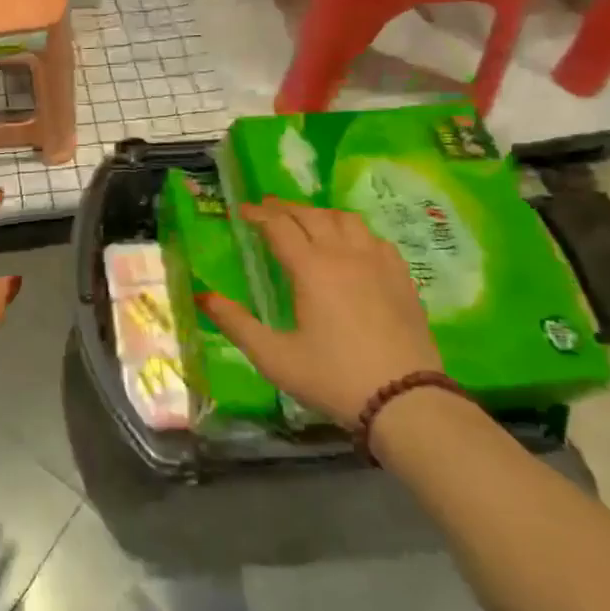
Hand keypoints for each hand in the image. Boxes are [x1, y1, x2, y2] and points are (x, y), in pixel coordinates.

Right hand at [196, 199, 441, 426]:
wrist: (407, 402)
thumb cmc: (333, 378)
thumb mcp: (274, 357)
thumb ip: (236, 323)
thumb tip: (202, 296)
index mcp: (311, 269)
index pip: (279, 226)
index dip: (258, 214)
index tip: (242, 210)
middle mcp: (344, 255)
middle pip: (312, 215)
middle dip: (285, 208)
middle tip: (267, 208)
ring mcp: (378, 264)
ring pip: (347, 220)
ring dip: (321, 214)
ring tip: (307, 220)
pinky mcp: (402, 279)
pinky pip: (376, 239)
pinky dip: (355, 231)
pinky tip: (352, 244)